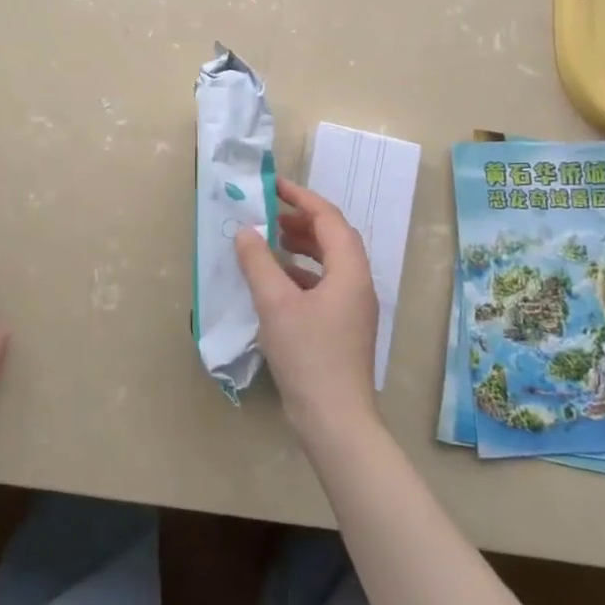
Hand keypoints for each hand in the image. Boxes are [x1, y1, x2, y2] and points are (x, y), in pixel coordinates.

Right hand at [234, 179, 380, 443]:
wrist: (335, 418)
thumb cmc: (308, 355)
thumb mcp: (275, 304)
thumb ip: (258, 262)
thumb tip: (245, 231)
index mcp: (350, 271)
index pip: (329, 218)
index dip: (301, 198)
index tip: (274, 186)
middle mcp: (358, 283)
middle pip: (335, 237)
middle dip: (303, 220)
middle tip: (271, 214)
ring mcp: (354, 308)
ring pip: (331, 262)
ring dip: (303, 246)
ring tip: (272, 242)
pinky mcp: (344, 327)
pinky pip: (326, 285)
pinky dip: (302, 274)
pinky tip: (277, 282)